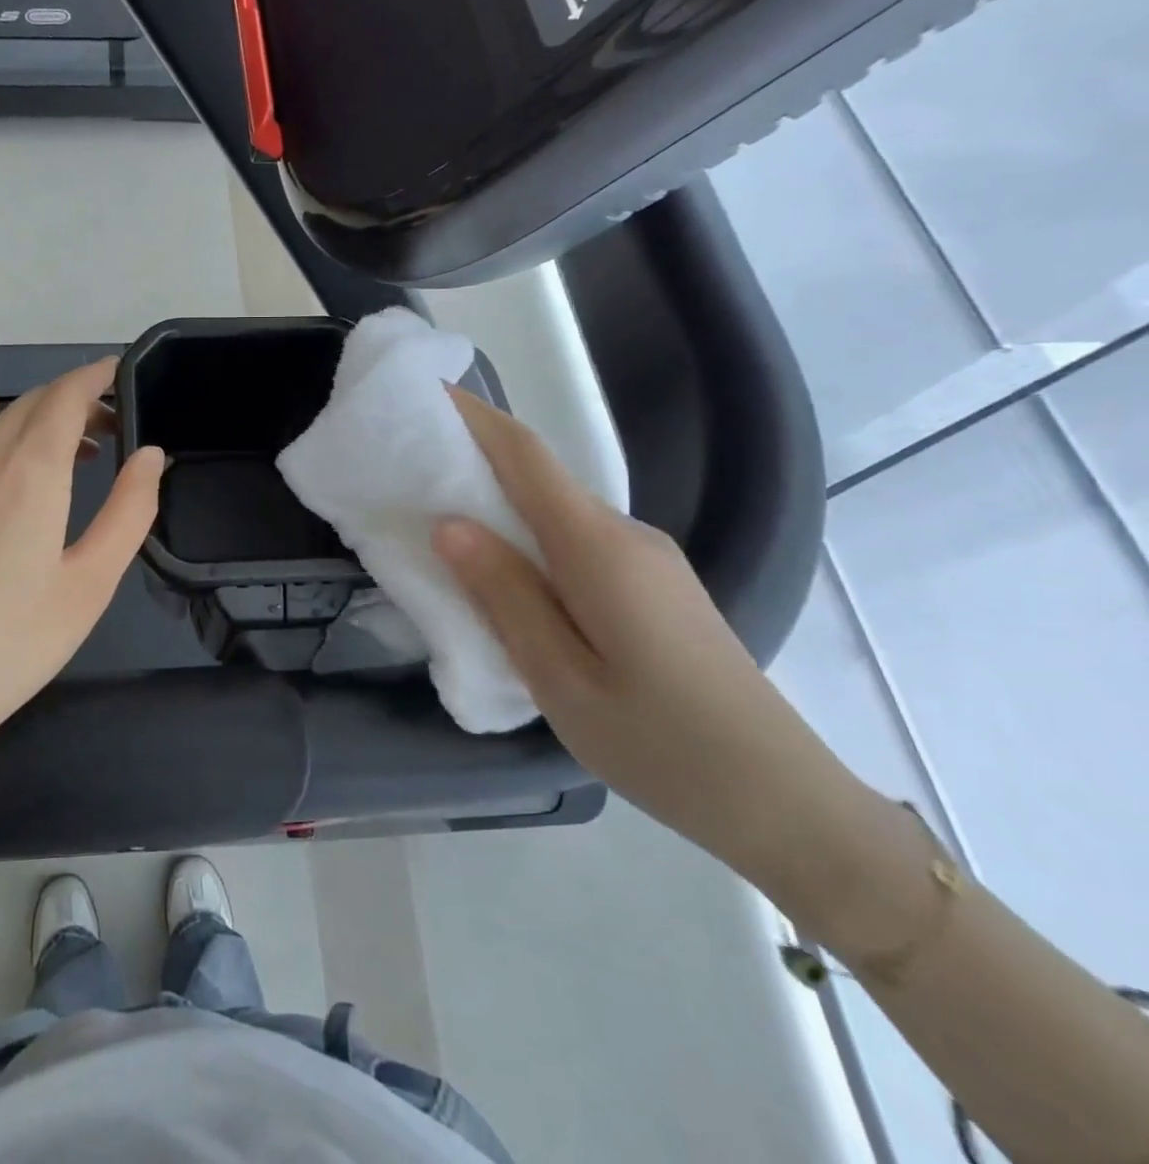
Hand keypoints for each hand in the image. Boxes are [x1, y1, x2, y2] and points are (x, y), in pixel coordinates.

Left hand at [0, 358, 163, 755]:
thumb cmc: (11, 642)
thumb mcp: (90, 582)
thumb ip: (129, 510)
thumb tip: (151, 455)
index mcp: (26, 471)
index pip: (66, 393)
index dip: (98, 375)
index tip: (126, 372)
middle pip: (33, 403)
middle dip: (77, 398)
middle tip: (117, 422)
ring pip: (3, 427)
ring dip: (47, 425)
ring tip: (87, 455)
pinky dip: (17, 449)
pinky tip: (33, 490)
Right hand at [431, 387, 871, 899]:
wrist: (783, 800)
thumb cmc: (659, 744)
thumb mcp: (560, 678)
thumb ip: (504, 596)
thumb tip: (450, 525)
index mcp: (598, 549)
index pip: (526, 458)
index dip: (476, 418)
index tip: (427, 393)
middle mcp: (626, 536)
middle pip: (541, 479)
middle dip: (476, 459)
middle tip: (411, 468)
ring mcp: (647, 559)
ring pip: (558, 513)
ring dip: (502, 503)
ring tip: (442, 520)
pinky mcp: (654, 585)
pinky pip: (577, 542)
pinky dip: (530, 538)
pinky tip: (505, 573)